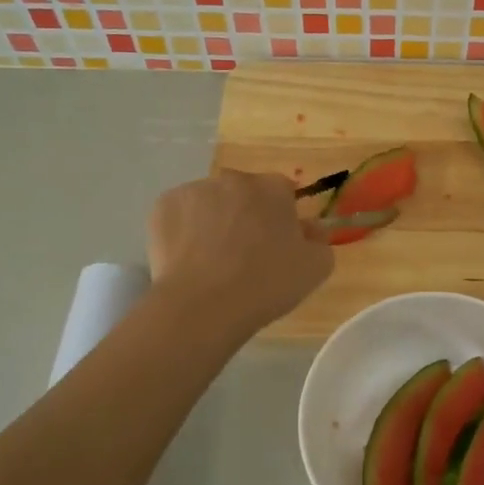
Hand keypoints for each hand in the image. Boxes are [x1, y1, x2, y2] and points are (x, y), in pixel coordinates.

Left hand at [147, 170, 333, 336]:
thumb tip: (311, 230)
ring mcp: (194, 189)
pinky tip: (188, 260)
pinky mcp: (163, 206)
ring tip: (212, 262)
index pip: (283, 193)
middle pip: (244, 194)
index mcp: (273, 187)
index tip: (277, 245)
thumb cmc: (267, 284)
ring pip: (209, 203)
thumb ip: (320, 242)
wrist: (204, 305)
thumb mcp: (315, 268)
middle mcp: (233, 179)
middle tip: (245, 255)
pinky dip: (184, 231)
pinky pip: (180, 215)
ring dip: (214, 221)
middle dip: (246, 216)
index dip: (281, 219)